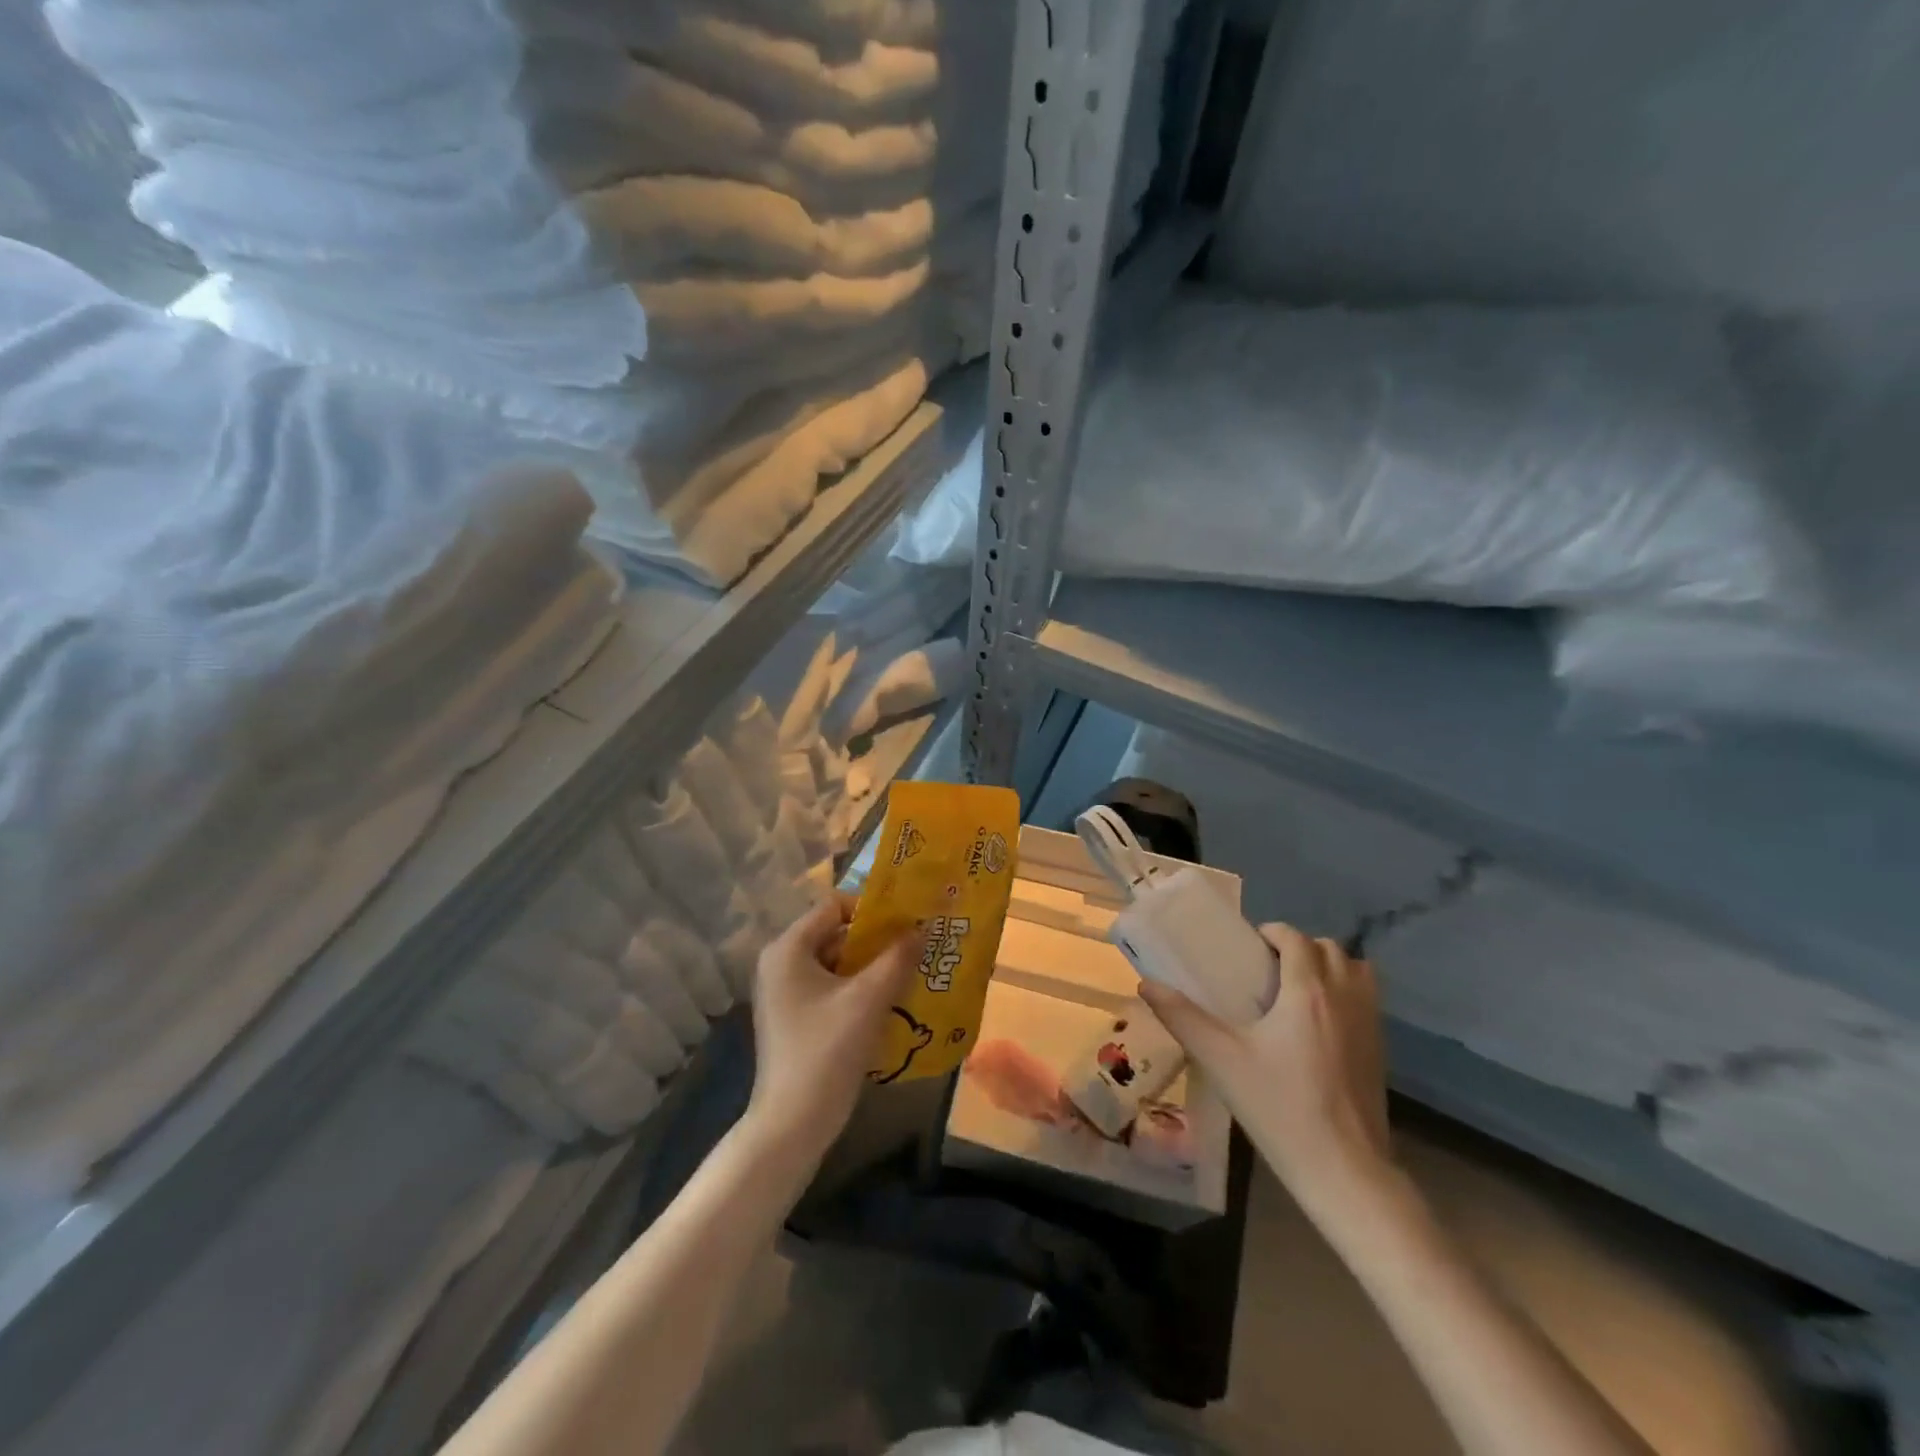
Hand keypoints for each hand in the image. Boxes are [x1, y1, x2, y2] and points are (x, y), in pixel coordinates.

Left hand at [744, 895, 920, 1168]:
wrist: (791, 1125)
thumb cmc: (826, 1052)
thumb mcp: (868, 1000)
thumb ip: (897, 958)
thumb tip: (923, 927)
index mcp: (788, 949)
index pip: (834, 905)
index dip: (871, 909)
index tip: (907, 921)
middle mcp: (781, 963)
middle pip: (835, 934)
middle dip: (877, 940)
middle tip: (916, 946)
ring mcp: (786, 993)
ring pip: (837, 963)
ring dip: (872, 966)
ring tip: (911, 972)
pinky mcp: (795, 1018)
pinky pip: (832, 988)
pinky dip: (859, 989)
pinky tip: (891, 1002)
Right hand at [1139, 923, 1392, 1224]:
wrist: (1345, 1171)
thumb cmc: (1279, 1107)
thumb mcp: (1221, 1060)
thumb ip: (1182, 1017)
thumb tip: (1146, 985)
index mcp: (1307, 990)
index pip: (1294, 938)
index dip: (1271, 934)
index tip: (1248, 949)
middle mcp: (1345, 996)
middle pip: (1329, 948)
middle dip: (1299, 947)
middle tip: (1268, 970)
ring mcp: (1370, 1024)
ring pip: (1356, 970)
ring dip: (1329, 967)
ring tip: (1297, 991)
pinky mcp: (1381, 1050)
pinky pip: (1367, 999)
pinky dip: (1346, 993)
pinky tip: (1319, 1026)